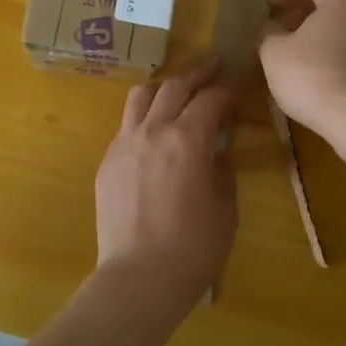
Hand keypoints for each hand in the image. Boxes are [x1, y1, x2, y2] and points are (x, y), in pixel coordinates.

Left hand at [95, 58, 237, 304]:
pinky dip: (144, 118)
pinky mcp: (108, 162)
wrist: (138, 278)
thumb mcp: (225, 209)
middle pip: (174, 86)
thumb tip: (217, 151)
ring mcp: (124, 144)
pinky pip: (126, 125)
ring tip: (177, 91)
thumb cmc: (193, 248)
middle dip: (197, 74)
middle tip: (212, 67)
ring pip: (141, 96)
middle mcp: (153, 131)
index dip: (227, 91)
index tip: (237, 90)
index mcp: (188, 139)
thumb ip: (222, 170)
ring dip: (163, 87)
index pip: (210, 99)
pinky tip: (154, 133)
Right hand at [258, 0, 345, 139]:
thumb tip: (269, 26)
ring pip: (343, 21)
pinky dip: (331, 46)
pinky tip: (313, 68)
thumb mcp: (274, 52)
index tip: (264, 3)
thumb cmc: (314, 77)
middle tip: (275, 24)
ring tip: (290, 49)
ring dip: (315, 29)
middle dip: (299, 8)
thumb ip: (267, 31)